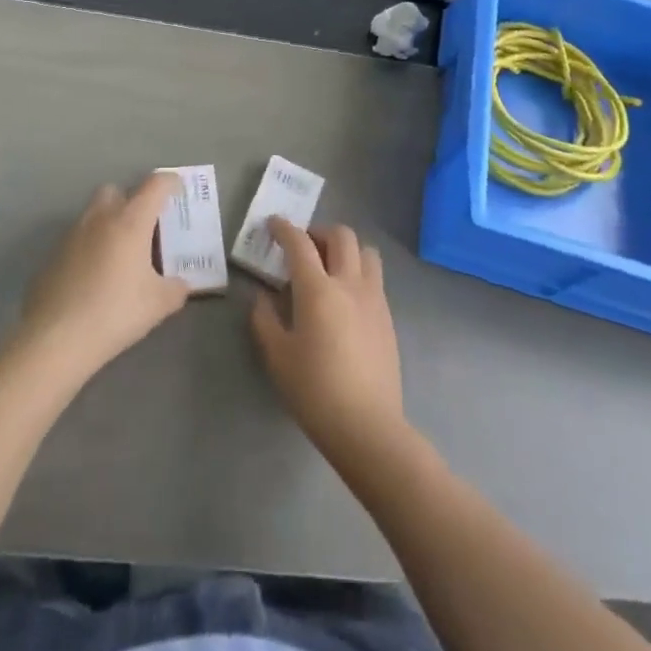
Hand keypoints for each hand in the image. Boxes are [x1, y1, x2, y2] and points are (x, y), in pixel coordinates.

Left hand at [16, 174, 191, 387]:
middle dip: (132, 201)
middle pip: (117, 191)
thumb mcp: (158, 304)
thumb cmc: (115, 312)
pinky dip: (89, 248)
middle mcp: (100, 218)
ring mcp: (72, 235)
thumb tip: (180, 284)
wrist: (55, 338)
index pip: (155, 185)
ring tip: (120, 256)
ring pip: (93, 214)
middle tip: (145, 228)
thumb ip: (176, 288)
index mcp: (130, 221)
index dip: (171, 183)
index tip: (179, 192)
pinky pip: (77, 240)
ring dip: (109, 225)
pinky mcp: (52, 255)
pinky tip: (94, 278)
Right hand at [250, 218, 406, 467]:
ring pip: (365, 251)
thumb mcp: (277, 357)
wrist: (368, 426)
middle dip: (318, 232)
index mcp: (318, 289)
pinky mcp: (387, 316)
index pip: (300, 243)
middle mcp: (349, 283)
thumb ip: (265, 320)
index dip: (284, 228)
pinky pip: (374, 277)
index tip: (273, 224)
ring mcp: (373, 298)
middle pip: (340, 235)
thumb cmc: (315, 391)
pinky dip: (358, 272)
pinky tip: (345, 298)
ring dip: (345, 248)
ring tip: (329, 267)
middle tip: (303, 248)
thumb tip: (262, 298)